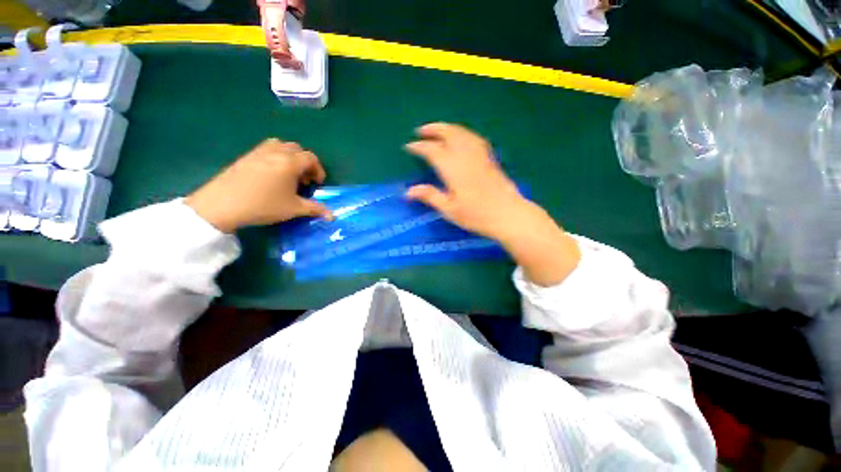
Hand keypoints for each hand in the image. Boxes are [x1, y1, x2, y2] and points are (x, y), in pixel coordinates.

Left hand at [186, 139, 331, 232]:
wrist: (222, 205)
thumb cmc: (263, 205)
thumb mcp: (293, 209)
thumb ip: (315, 209)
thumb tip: (332, 216)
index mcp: (290, 162)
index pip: (311, 158)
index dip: (318, 170)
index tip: (317, 183)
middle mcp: (276, 152)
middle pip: (297, 149)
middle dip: (305, 162)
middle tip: (304, 179)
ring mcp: (258, 152)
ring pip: (281, 146)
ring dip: (290, 157)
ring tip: (288, 174)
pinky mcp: (246, 156)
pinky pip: (266, 149)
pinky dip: (275, 156)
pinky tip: (271, 175)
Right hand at [405, 123, 579, 285]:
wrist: (508, 214)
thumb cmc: (476, 215)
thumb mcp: (450, 209)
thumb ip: (430, 196)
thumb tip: (408, 191)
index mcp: (453, 168)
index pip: (432, 151)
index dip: (419, 147)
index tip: (409, 146)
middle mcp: (466, 156)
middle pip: (448, 133)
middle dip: (433, 129)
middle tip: (421, 131)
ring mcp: (480, 155)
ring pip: (462, 132)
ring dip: (448, 128)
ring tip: (438, 130)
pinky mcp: (490, 158)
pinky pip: (474, 138)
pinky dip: (463, 133)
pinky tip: (461, 137)